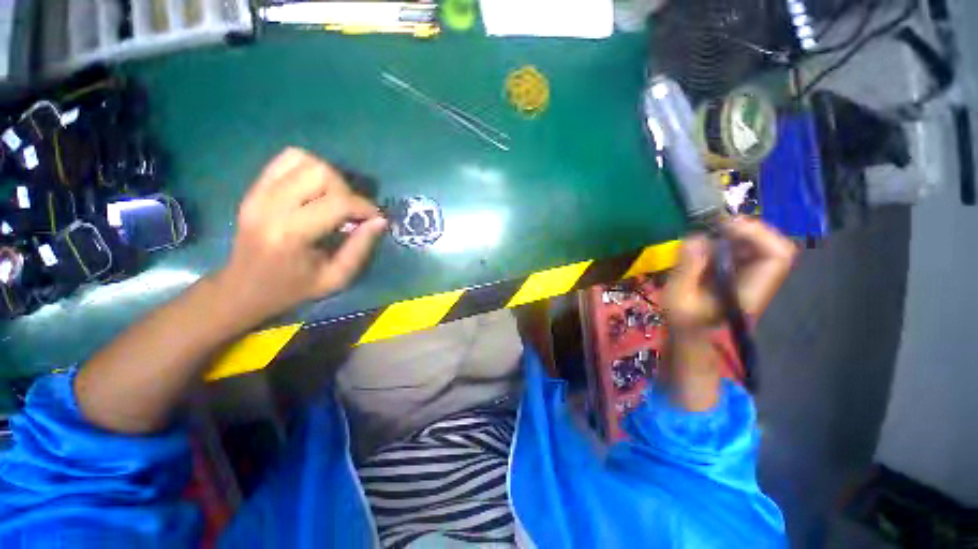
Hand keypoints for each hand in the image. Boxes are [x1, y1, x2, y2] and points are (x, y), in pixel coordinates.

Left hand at [216, 148, 386, 326]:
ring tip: (333, 199)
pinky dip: (309, 168)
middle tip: (350, 211)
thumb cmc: (293, 288)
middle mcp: (271, 206)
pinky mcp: (254, 187)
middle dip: (346, 190)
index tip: (374, 218)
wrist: (242, 288)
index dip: (364, 207)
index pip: (337, 203)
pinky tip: (315, 190)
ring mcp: (258, 193)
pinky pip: (287, 159)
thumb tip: (380, 221)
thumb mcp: (335, 278)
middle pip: (320, 172)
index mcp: (291, 234)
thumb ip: (360, 248)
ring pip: (304, 159)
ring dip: (328, 177)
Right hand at [665, 218, 795, 333]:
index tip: (725, 227)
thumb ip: (687, 268)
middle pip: (773, 246)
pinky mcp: (741, 275)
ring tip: (709, 231)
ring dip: (736, 233)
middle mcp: (759, 282)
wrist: (691, 335)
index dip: (757, 234)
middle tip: (715, 225)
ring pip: (760, 246)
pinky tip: (708, 242)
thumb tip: (696, 237)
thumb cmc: (684, 321)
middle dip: (747, 230)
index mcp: (750, 291)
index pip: (777, 256)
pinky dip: (729, 240)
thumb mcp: (678, 297)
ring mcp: (752, 278)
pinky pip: (745, 251)